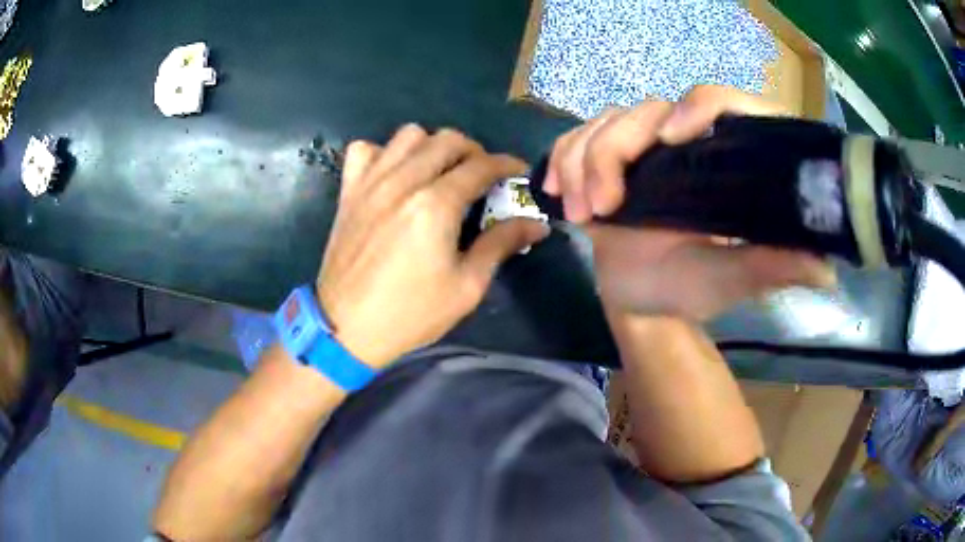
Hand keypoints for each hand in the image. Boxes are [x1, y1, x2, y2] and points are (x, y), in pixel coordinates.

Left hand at [317, 125, 549, 368]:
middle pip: (447, 140)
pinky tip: (393, 175)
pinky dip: (384, 154)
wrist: (345, 329)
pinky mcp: (348, 192)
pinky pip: (364, 150)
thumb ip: (501, 244)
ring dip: (432, 146)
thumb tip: (537, 224)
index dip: (506, 164)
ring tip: (439, 171)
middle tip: (482, 176)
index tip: (518, 172)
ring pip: (408, 135)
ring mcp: (370, 182)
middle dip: (474, 151)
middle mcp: (402, 181)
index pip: (481, 166)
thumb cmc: (410, 313)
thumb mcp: (466, 286)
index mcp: (435, 204)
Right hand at [544, 85, 835, 320]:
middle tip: (603, 208)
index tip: (671, 138)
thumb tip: (826, 267)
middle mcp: (687, 141)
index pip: (722, 102)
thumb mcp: (733, 279)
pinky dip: (562, 159)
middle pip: (648, 108)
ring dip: (583, 160)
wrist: (640, 299)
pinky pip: (577, 137)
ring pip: (606, 120)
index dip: (699, 106)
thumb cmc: (689, 290)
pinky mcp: (608, 156)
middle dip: (615, 151)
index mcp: (727, 159)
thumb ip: (772, 267)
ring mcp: (644, 146)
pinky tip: (558, 193)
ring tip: (582, 214)